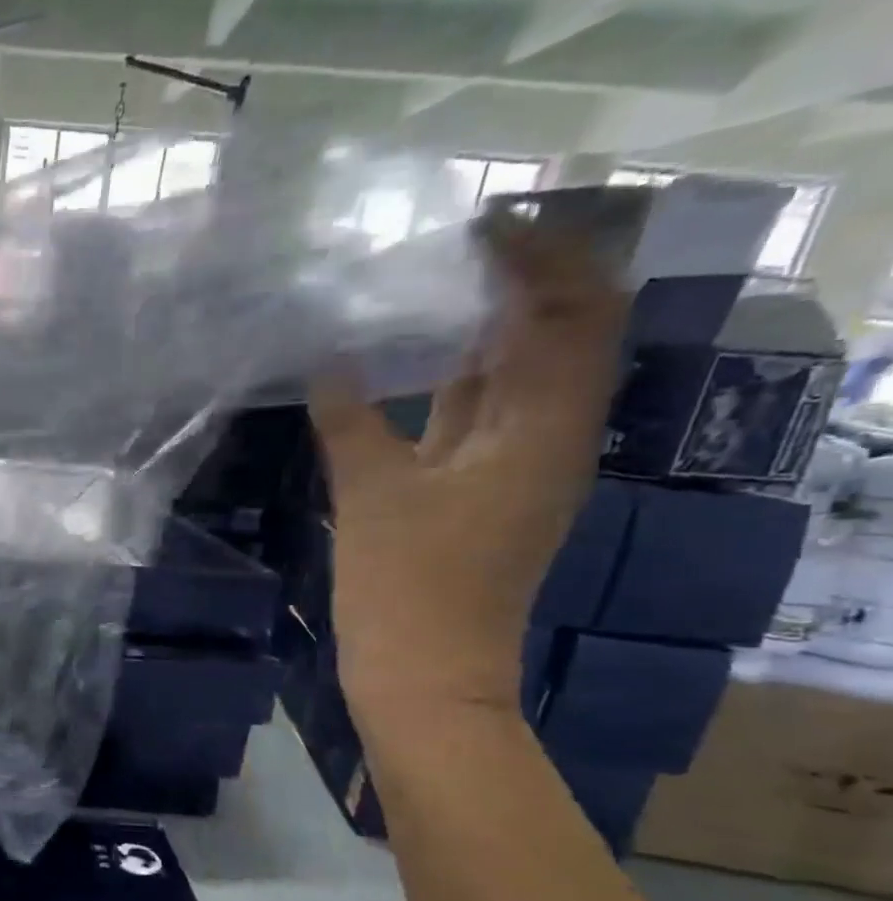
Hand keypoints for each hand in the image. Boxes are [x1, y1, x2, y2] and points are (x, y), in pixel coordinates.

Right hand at [310, 217, 626, 721]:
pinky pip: (477, 419)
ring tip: (422, 292)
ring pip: (514, 380)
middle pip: (555, 338)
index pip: (576, 312)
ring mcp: (514, 470)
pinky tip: (406, 369)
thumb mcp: (372, 494)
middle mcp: (547, 440)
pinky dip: (452, 384)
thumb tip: (325, 359)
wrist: (424, 676)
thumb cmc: (408, 586)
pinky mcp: (479, 495)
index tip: (479, 224)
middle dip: (513, 283)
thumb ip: (350, 419)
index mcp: (545, 430)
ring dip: (480, 332)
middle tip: (444, 249)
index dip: (541, 257)